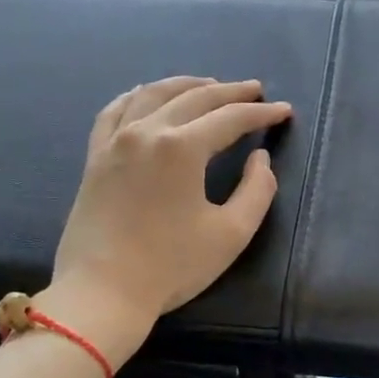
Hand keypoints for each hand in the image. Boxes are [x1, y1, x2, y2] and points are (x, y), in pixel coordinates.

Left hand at [41, 77, 292, 366]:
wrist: (103, 292)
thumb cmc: (172, 266)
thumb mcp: (231, 233)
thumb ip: (257, 189)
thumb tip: (260, 157)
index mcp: (182, 147)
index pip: (230, 118)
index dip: (261, 113)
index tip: (283, 111)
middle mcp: (147, 131)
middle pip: (194, 97)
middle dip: (230, 92)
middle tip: (255, 90)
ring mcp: (115, 141)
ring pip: (153, 94)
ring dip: (186, 85)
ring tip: (210, 85)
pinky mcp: (95, 157)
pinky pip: (115, 111)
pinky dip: (137, 96)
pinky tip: (147, 94)